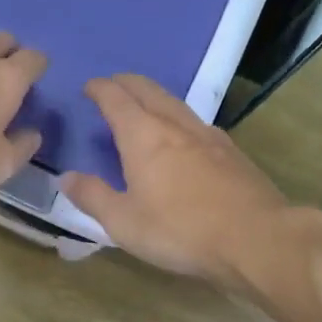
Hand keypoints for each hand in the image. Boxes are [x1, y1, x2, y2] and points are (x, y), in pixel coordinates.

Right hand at [59, 74, 292, 282]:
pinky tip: (182, 136)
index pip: (116, 98)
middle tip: (112, 86)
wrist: (256, 238)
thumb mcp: (124, 222)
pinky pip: (196, 122)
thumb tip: (66, 177)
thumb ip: (93, 197)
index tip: (89, 87)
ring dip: (154, 97)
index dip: (100, 89)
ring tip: (143, 106)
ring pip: (175, 103)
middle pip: (148, 90)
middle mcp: (175, 125)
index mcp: (143, 136)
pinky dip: (178, 118)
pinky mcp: (231, 152)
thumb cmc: (181, 230)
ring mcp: (208, 135)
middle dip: (126, 83)